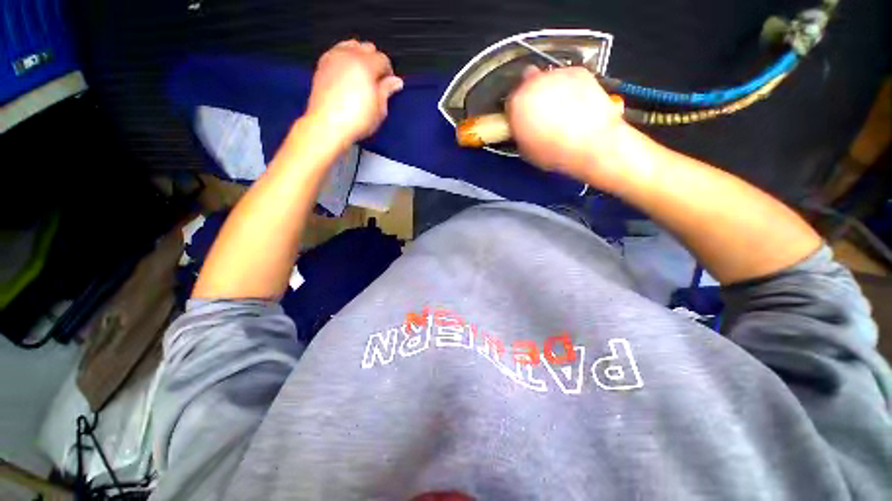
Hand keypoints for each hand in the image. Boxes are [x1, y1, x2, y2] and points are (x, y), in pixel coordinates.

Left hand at [306, 40, 402, 144]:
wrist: (328, 125)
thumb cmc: (355, 120)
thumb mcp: (379, 109)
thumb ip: (387, 90)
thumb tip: (396, 81)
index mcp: (366, 65)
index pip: (383, 59)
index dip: (389, 73)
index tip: (389, 85)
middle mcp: (349, 56)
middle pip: (368, 48)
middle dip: (375, 62)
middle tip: (377, 81)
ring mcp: (334, 58)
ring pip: (352, 46)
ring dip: (360, 57)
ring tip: (362, 76)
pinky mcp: (323, 64)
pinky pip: (338, 52)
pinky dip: (346, 59)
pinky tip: (348, 75)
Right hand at [507, 67, 626, 183]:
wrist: (592, 144)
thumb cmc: (555, 152)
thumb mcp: (526, 150)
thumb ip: (519, 132)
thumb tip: (522, 127)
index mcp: (517, 103)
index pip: (510, 101)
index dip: (516, 111)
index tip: (521, 119)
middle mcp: (534, 83)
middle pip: (527, 84)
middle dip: (532, 97)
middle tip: (540, 113)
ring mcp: (557, 74)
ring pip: (547, 78)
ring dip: (550, 90)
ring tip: (561, 109)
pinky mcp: (578, 71)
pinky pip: (567, 77)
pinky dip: (569, 87)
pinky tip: (575, 103)